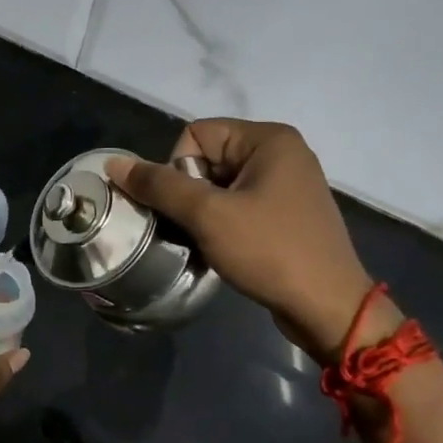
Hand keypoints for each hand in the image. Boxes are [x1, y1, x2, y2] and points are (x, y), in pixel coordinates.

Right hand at [109, 120, 380, 364]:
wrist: (328, 309)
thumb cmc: (270, 251)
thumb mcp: (208, 215)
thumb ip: (159, 185)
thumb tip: (114, 165)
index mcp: (269, 139)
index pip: (196, 134)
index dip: (179, 168)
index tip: (190, 207)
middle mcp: (280, 153)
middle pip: (206, 159)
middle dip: (189, 194)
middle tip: (195, 228)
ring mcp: (286, 184)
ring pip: (218, 185)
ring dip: (201, 213)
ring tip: (205, 242)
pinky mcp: (285, 213)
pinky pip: (237, 205)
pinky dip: (220, 224)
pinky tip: (222, 249)